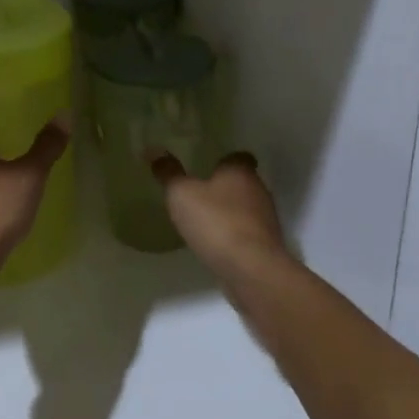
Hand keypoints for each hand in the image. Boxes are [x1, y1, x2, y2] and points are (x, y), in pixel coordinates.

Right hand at [150, 151, 289, 284]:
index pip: (237, 156)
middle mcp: (258, 189)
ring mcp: (265, 218)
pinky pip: (246, 231)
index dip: (222, 160)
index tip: (206, 165)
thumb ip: (169, 173)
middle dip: (223, 186)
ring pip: (245, 207)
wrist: (251, 269)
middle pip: (242, 181)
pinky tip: (215, 242)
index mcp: (240, 170)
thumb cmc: (216, 222)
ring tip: (203, 218)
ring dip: (229, 211)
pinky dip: (233, 233)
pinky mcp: (265, 244)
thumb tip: (154, 149)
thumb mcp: (182, 195)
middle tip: (198, 191)